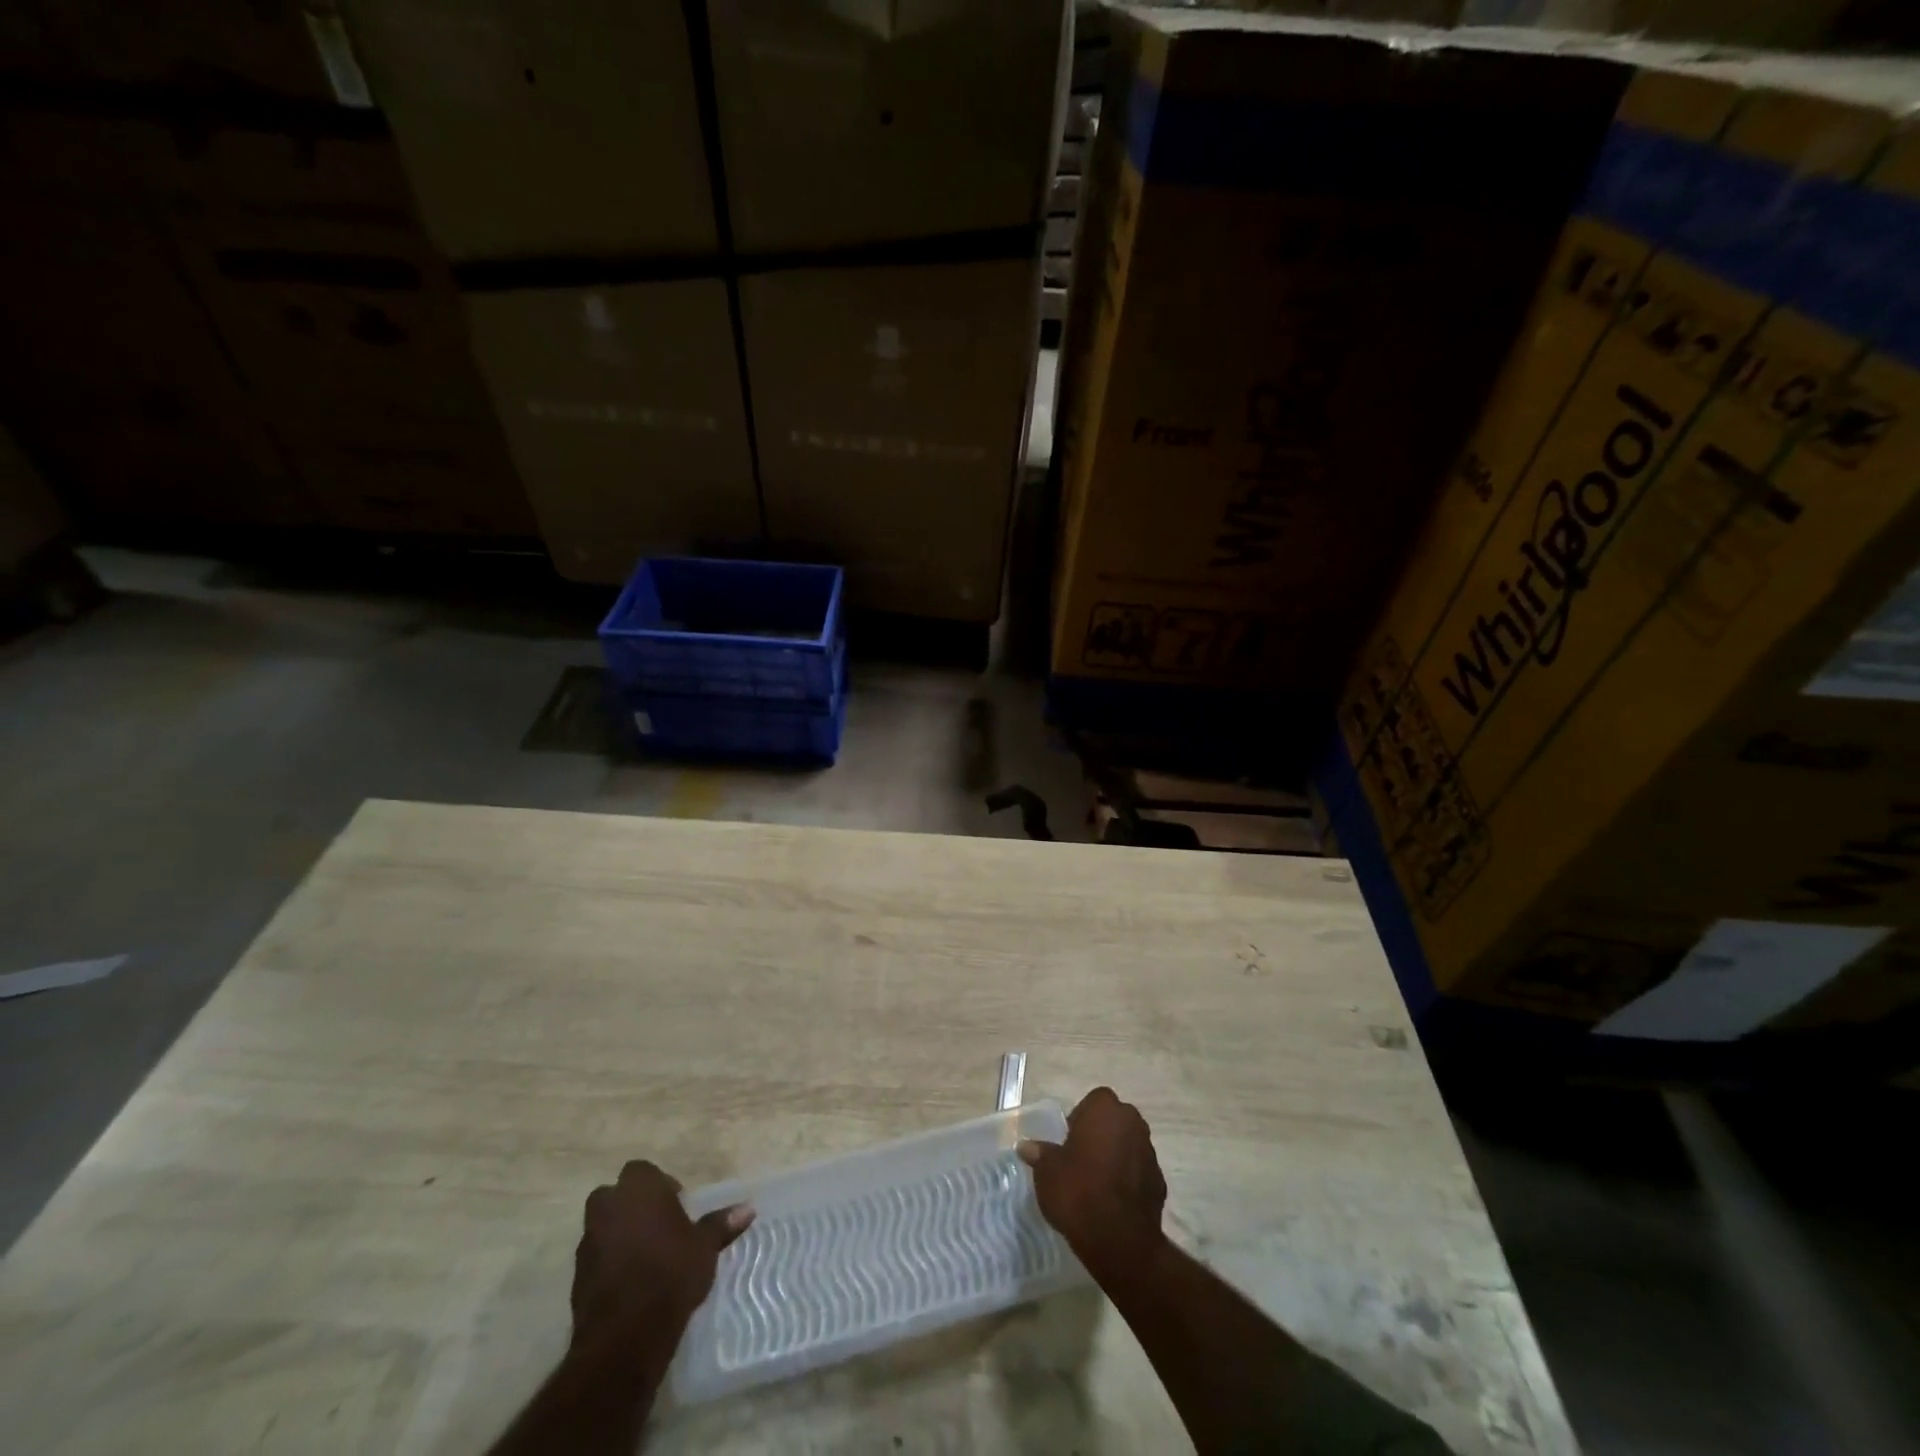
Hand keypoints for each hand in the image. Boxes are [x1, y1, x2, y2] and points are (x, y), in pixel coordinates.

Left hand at [571, 1160, 753, 1343]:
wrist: (625, 1335)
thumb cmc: (671, 1274)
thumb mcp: (704, 1247)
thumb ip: (721, 1224)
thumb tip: (748, 1208)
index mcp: (639, 1190)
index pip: (642, 1171)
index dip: (659, 1185)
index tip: (676, 1206)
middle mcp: (608, 1208)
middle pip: (614, 1195)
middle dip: (631, 1206)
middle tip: (657, 1226)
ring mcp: (588, 1242)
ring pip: (602, 1226)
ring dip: (618, 1234)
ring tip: (644, 1256)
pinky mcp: (576, 1277)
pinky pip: (595, 1258)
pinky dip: (608, 1262)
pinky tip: (629, 1282)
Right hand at [1018, 1087, 1167, 1281]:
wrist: (1119, 1240)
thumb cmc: (1078, 1191)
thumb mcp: (1047, 1171)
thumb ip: (1040, 1153)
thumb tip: (1026, 1146)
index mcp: (1105, 1109)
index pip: (1094, 1101)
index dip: (1081, 1118)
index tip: (1069, 1141)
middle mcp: (1132, 1122)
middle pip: (1114, 1120)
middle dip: (1101, 1134)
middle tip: (1081, 1159)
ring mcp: (1149, 1152)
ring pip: (1129, 1145)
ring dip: (1116, 1156)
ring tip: (1096, 1182)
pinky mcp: (1160, 1182)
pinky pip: (1139, 1172)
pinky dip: (1129, 1180)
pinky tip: (1113, 1201)